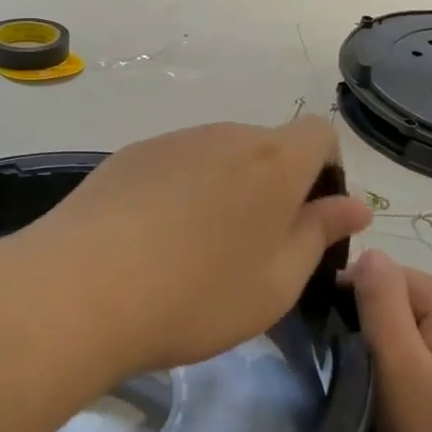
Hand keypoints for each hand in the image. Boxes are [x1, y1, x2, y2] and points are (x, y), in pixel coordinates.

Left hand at [15, 118, 370, 383]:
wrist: (79, 290)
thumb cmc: (197, 295)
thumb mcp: (277, 282)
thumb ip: (318, 235)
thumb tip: (352, 205)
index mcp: (273, 160)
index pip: (320, 135)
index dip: (325, 173)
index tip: (307, 222)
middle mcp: (223, 135)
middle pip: (266, 147)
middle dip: (273, 187)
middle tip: (252, 250)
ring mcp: (169, 142)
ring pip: (217, 157)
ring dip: (224, 191)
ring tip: (195, 252)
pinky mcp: (126, 157)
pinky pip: (173, 166)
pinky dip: (179, 193)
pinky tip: (151, 241)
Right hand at [346, 250, 431, 431]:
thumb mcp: (399, 370)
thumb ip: (381, 304)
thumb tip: (369, 252)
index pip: (384, 274)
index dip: (350, 302)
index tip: (331, 346)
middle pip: (405, 299)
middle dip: (373, 329)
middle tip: (354, 377)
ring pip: (422, 329)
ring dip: (395, 353)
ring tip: (379, 395)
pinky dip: (420, 370)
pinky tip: (415, 408)